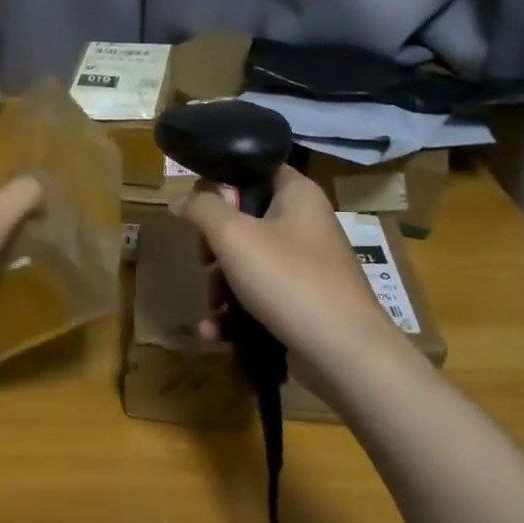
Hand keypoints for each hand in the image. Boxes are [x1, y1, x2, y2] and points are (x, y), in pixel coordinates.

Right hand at [173, 166, 404, 370]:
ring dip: (219, 286)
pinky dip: (235, 313)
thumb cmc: (288, 280)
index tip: (197, 205)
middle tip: (203, 259)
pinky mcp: (301, 303)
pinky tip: (216, 332)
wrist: (343, 354)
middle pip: (244, 220)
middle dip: (213, 246)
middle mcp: (305, 225)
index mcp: (298, 195)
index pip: (255, 169)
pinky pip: (258, 297)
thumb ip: (202, 209)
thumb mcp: (233, 235)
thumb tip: (180, 200)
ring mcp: (305, 267)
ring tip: (211, 308)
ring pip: (246, 263)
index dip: (223, 181)